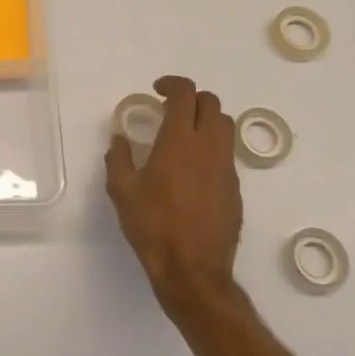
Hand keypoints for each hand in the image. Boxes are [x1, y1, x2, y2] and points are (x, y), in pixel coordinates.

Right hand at [105, 76, 242, 315]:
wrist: (193, 271)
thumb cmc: (153, 226)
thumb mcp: (122, 191)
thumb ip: (119, 158)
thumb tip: (120, 140)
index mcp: (180, 141)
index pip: (185, 94)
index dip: (171, 84)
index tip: (157, 90)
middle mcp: (209, 148)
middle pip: (211, 104)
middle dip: (191, 99)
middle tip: (170, 110)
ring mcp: (227, 169)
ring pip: (225, 127)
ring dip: (205, 121)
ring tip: (184, 136)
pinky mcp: (235, 190)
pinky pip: (226, 155)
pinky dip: (211, 148)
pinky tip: (192, 170)